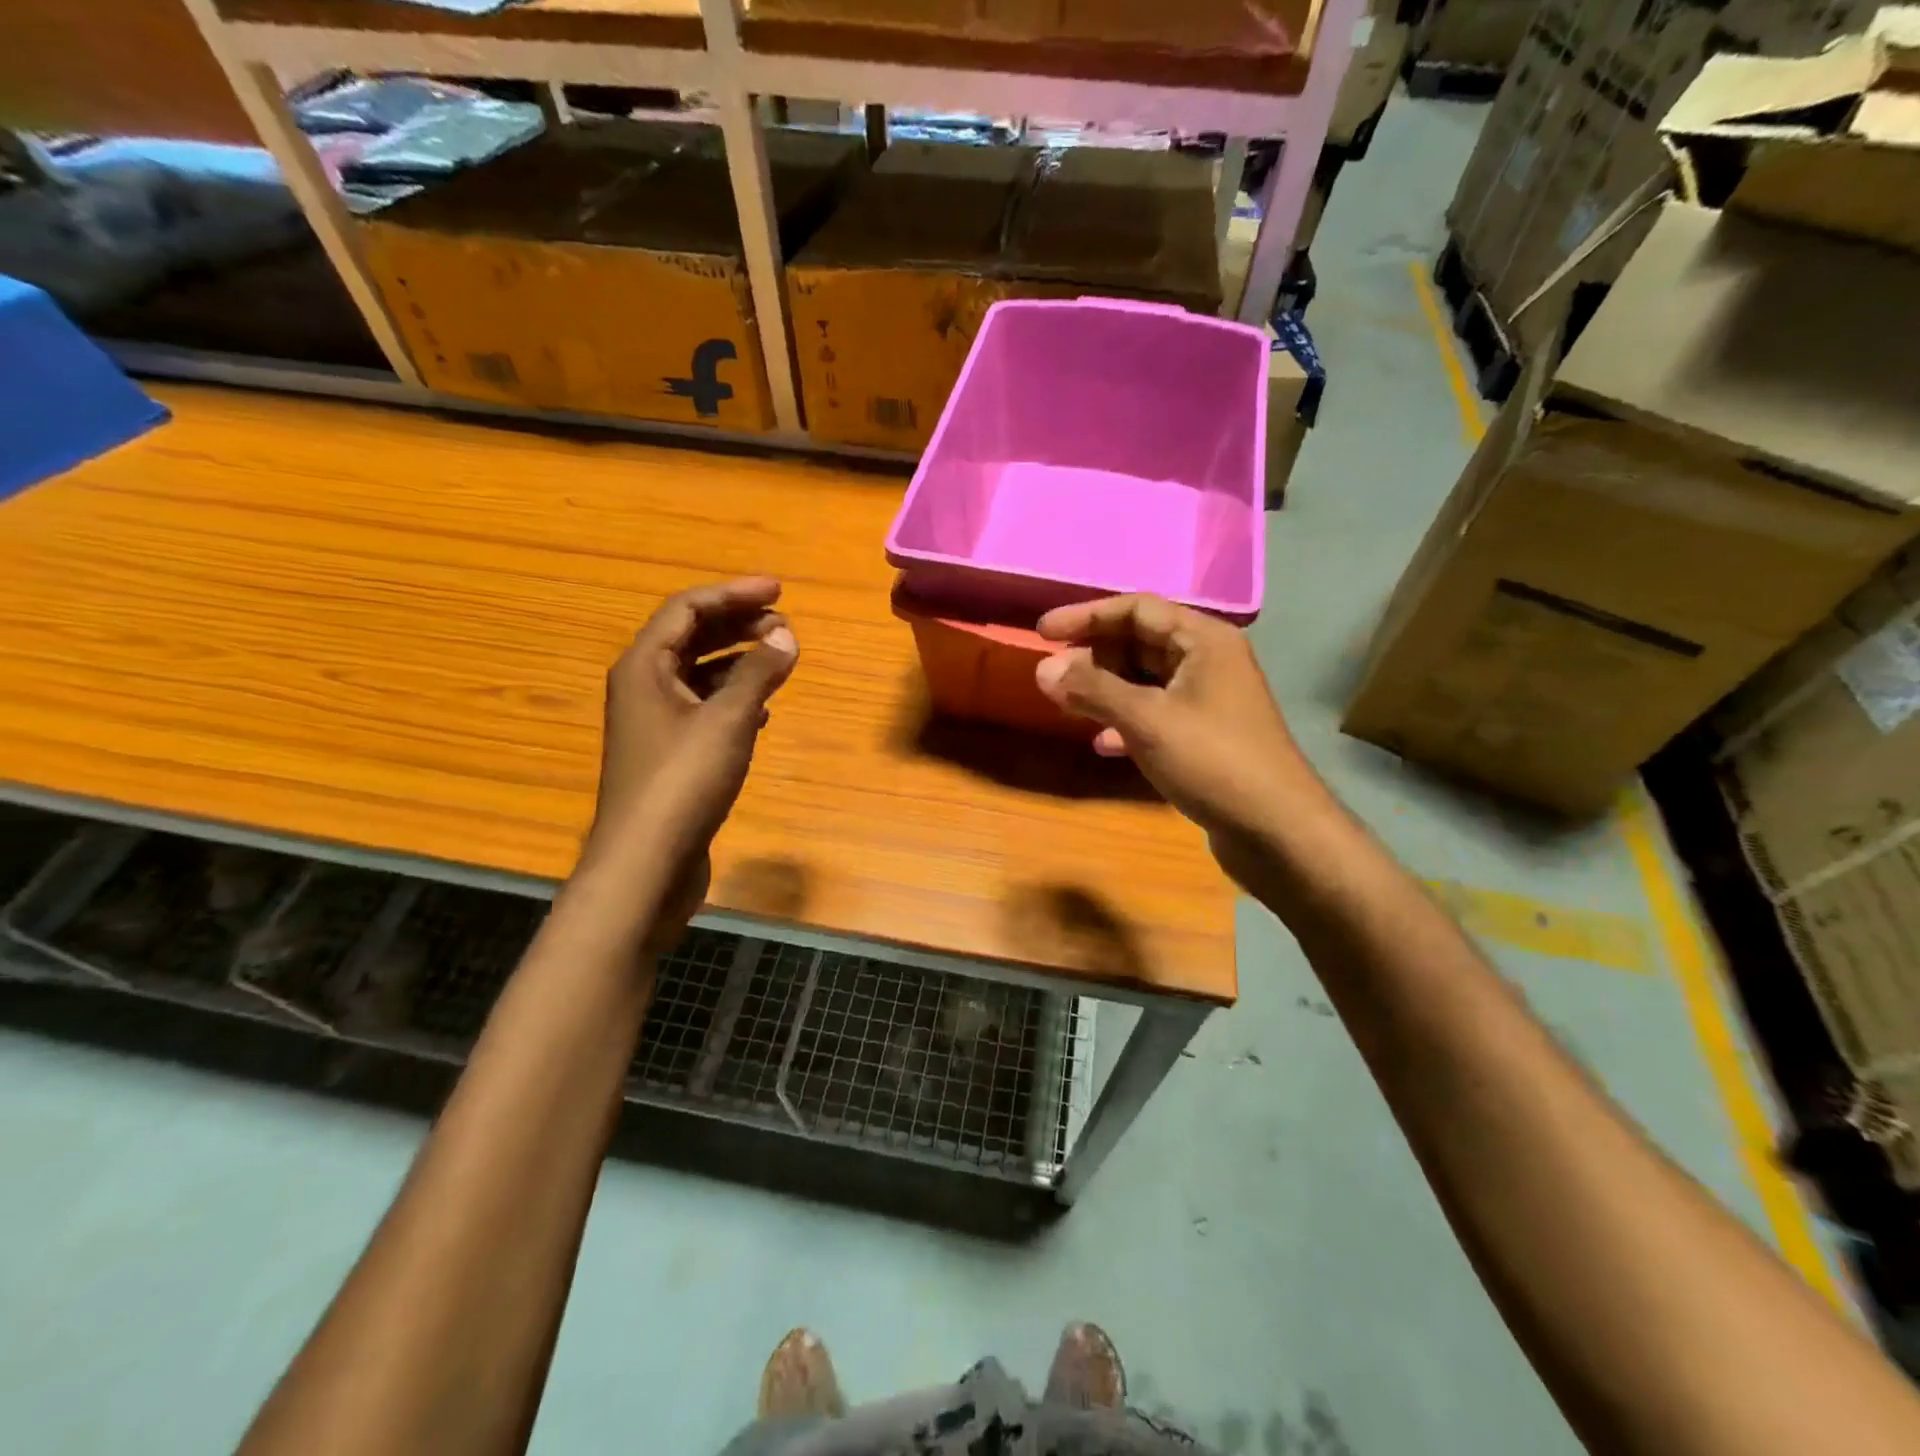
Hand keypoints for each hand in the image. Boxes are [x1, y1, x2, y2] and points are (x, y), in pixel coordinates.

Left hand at [585, 578, 797, 944]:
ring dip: (739, 661)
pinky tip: (763, 709)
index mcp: (644, 667)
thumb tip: (786, 636)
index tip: (778, 591)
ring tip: (780, 659)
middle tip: (784, 623)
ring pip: (700, 674)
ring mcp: (655, 724)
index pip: (687, 609)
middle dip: (738, 625)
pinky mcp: (671, 755)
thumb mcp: (727, 720)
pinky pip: (704, 708)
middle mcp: (643, 687)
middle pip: (691, 638)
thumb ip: (758, 673)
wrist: (647, 862)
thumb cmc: (683, 781)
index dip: (733, 594)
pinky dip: (734, 698)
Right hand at [1034, 595, 1320, 883]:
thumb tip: (1043, 668)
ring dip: (1105, 690)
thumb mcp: (1147, 720)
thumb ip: (1093, 690)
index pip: (1136, 609)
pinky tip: (1102, 743)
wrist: (1275, 829)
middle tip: (1052, 676)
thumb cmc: (1213, 761)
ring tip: (1066, 705)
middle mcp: (1208, 661)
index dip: (1086, 616)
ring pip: (1145, 681)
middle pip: (1140, 643)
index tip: (1042, 633)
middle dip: (1093, 657)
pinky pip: (1154, 715)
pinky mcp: (1204, 736)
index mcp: (1203, 640)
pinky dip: (1125, 722)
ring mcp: (1208, 700)